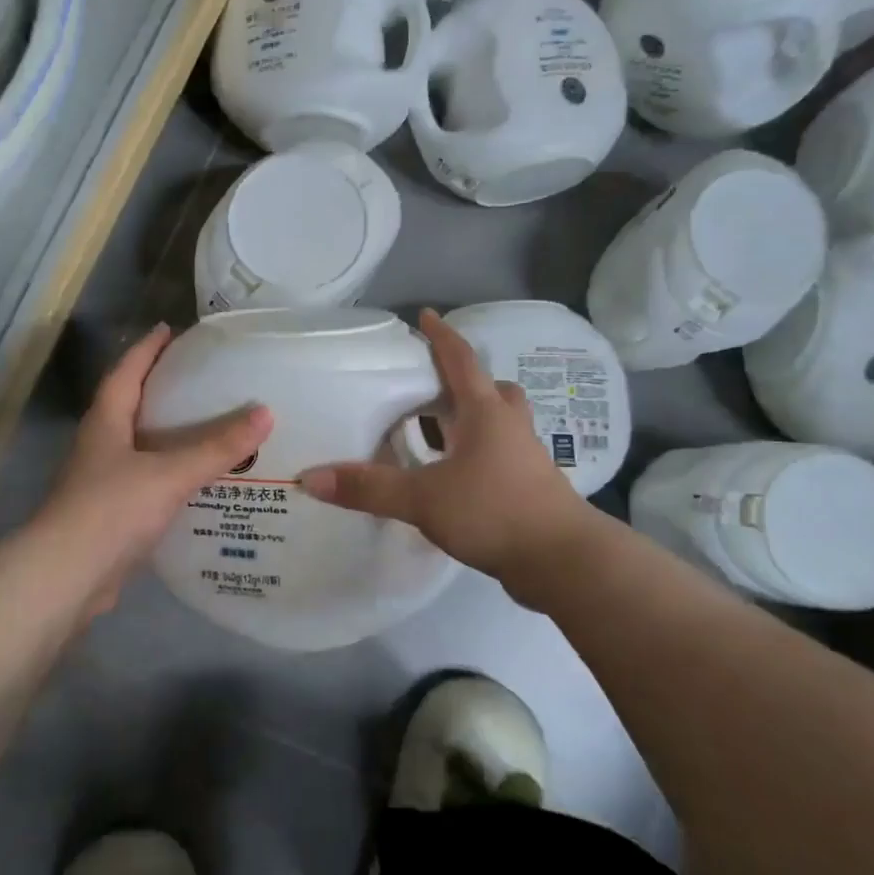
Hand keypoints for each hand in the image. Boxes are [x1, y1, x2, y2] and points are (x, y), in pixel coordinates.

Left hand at [39, 323, 271, 618]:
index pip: (126, 371)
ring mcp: (104, 481)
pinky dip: (174, 473)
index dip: (148, 348)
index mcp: (106, 422)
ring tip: (213, 426)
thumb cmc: (112, 510)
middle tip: (205, 378)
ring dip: (171, 434)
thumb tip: (266, 413)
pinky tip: (202, 481)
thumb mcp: (170, 473)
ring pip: (142, 446)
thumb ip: (217, 447)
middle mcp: (101, 445)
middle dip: (164, 388)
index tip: (171, 329)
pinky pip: (150, 481)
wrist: (68, 578)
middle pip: (132, 405)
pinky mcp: (113, 514)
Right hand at [300, 309, 592, 593]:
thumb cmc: (494, 511)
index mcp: (485, 413)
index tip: (425, 315)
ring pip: (496, 423)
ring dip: (468, 419)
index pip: (461, 360)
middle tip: (427, 387)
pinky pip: (498, 454)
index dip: (442, 336)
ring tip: (433, 432)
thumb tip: (311, 478)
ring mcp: (524, 457)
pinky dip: (474, 453)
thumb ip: (369, 488)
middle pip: (488, 389)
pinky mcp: (529, 486)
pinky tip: (451, 476)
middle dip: (459, 382)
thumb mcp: (423, 498)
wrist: (562, 559)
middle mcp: (509, 426)